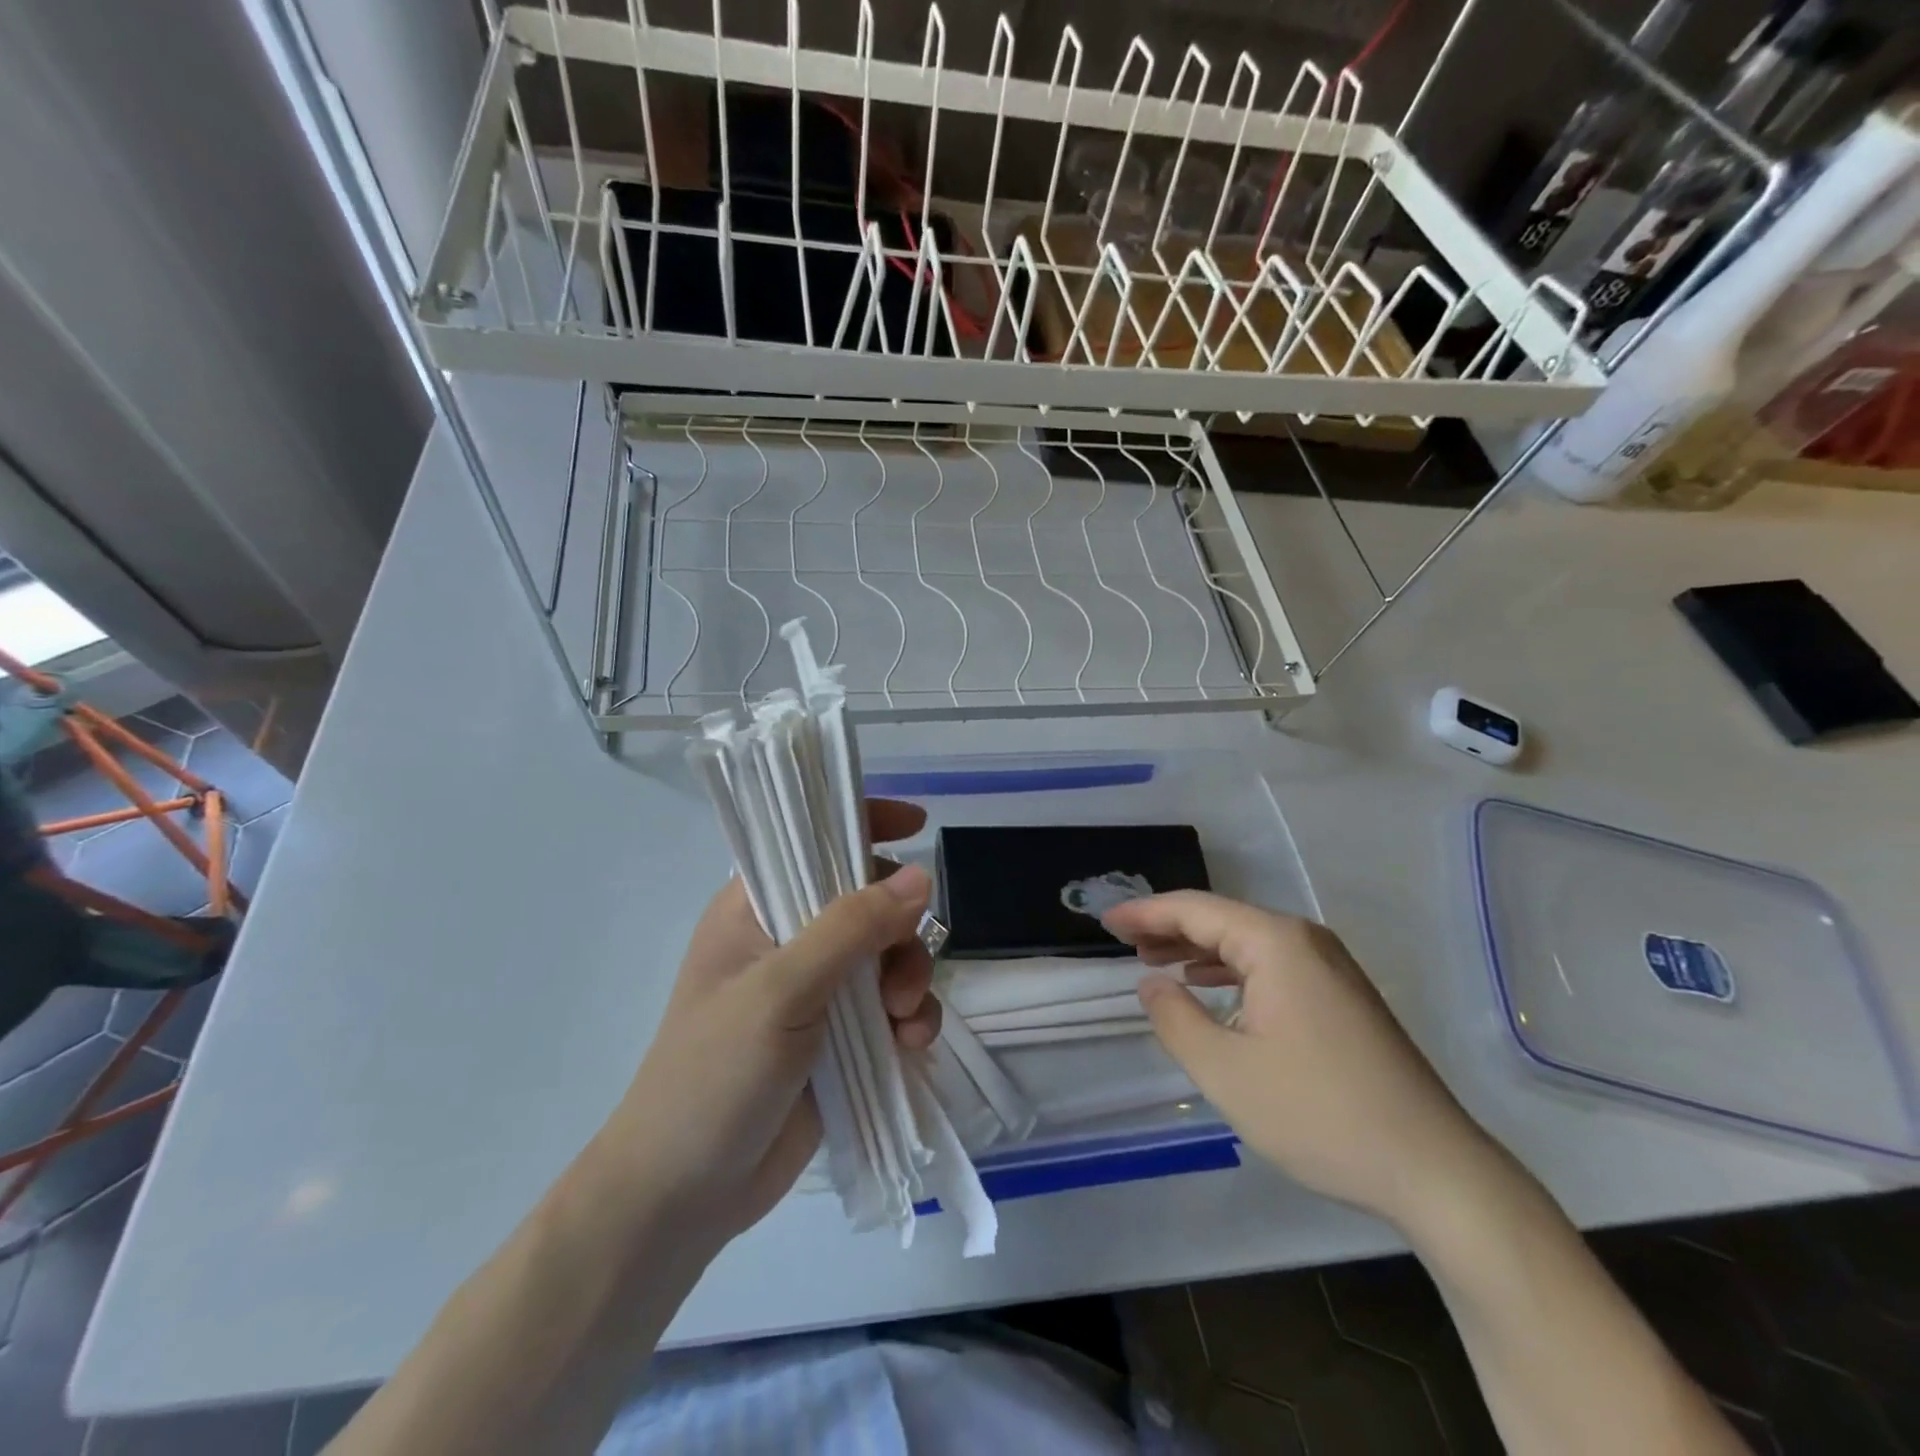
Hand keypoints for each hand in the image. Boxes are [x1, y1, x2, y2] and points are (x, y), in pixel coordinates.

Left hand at [608, 800, 937, 1243]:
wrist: (686, 1197)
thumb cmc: (713, 1076)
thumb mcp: (781, 991)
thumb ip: (851, 929)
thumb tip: (922, 875)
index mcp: (755, 909)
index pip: (811, 841)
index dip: (862, 823)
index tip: (916, 825)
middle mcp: (789, 940)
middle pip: (867, 900)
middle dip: (899, 930)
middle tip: (899, 978)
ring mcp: (818, 991)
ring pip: (889, 955)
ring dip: (910, 980)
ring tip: (905, 1025)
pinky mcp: (841, 1039)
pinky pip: (894, 1007)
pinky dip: (911, 1020)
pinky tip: (911, 1048)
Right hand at [1103, 891, 1489, 1229]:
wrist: (1434, 1170)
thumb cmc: (1319, 1113)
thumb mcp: (1225, 1071)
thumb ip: (1175, 1018)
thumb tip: (1152, 982)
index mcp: (1276, 943)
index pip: (1195, 910)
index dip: (1145, 913)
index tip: (1105, 921)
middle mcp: (1305, 941)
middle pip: (1222, 919)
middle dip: (1169, 928)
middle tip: (1123, 941)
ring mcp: (1331, 968)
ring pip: (1248, 943)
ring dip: (1199, 949)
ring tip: (1156, 961)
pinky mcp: (1343, 997)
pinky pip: (1273, 966)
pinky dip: (1232, 971)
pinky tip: (1213, 990)